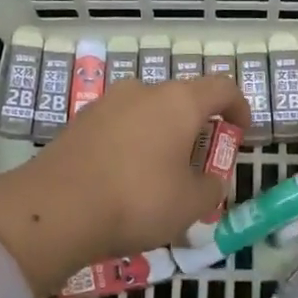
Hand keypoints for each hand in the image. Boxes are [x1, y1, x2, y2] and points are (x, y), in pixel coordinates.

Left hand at [0, 76, 248, 292]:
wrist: (55, 209)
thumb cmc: (138, 200)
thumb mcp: (191, 204)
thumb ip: (211, 188)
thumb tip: (209, 181)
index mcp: (178, 102)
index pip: (222, 88)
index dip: (239, 107)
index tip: (241, 132)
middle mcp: (142, 91)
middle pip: (180, 101)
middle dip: (195, 129)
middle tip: (197, 165)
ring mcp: (104, 105)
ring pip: (146, 115)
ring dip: (160, 139)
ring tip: (159, 177)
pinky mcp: (77, 124)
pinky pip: (117, 130)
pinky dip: (130, 148)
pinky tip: (124, 182)